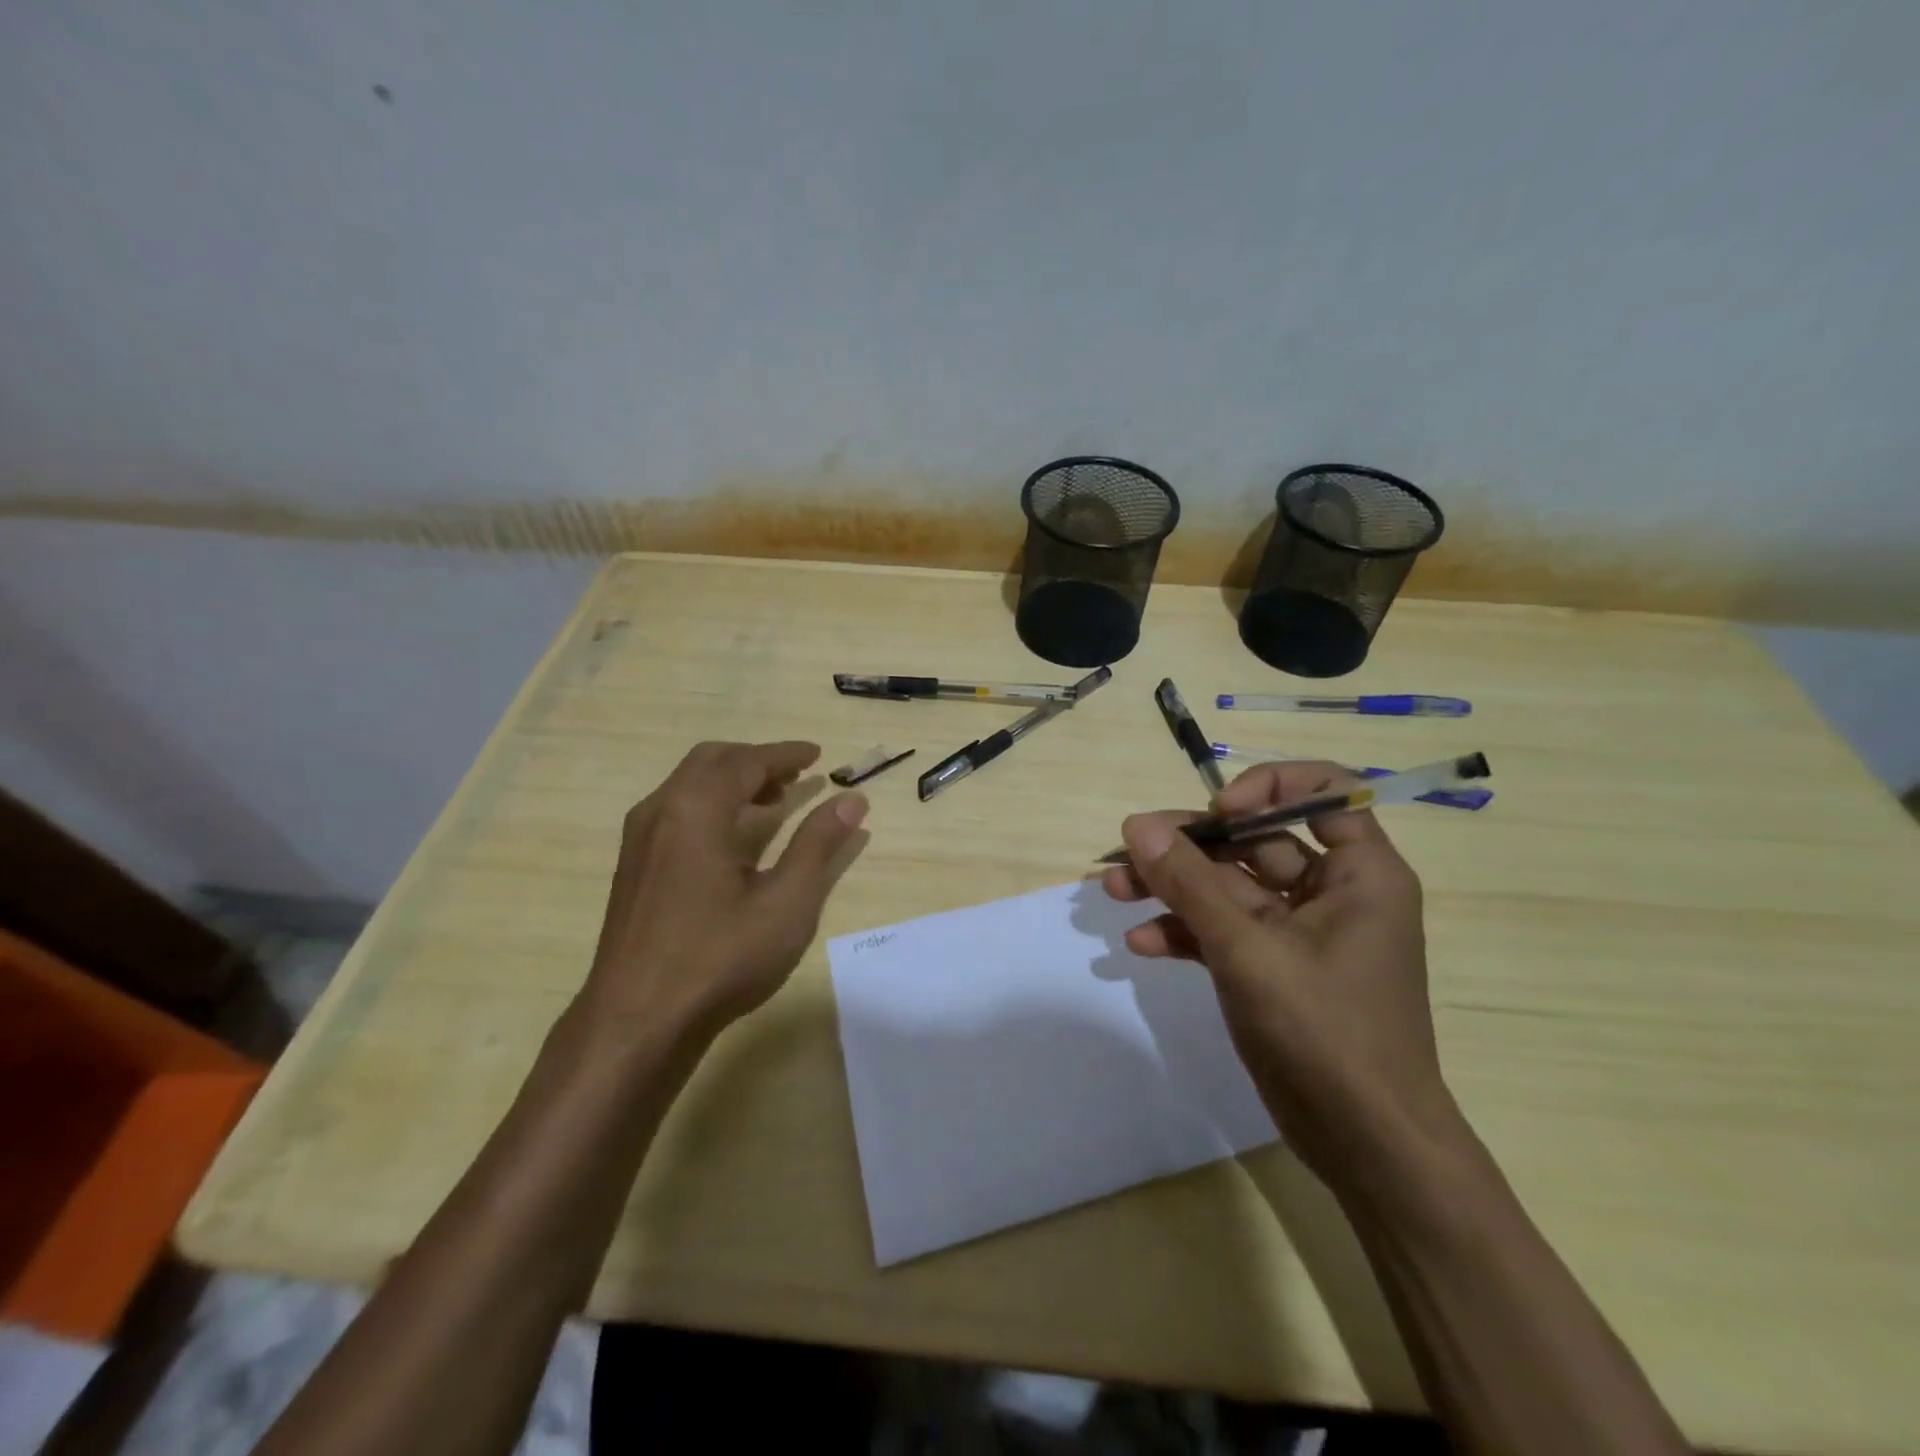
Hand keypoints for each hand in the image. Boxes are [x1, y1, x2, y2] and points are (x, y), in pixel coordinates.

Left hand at [583, 740, 869, 1040]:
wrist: (636, 1022)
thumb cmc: (720, 957)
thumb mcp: (787, 901)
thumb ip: (819, 844)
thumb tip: (852, 799)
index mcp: (696, 809)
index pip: (746, 761)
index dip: (785, 754)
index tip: (817, 754)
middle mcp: (661, 811)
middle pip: (711, 762)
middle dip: (757, 761)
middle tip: (797, 776)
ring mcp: (639, 840)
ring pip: (689, 785)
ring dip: (732, 782)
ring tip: (773, 803)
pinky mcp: (632, 867)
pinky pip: (675, 810)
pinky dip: (711, 804)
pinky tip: (734, 840)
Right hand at [1102, 760, 1454, 1186]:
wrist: (1365, 1145)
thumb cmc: (1327, 1031)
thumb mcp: (1249, 949)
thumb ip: (1191, 884)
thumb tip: (1137, 826)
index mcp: (1360, 872)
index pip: (1322, 791)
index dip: (1267, 787)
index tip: (1218, 812)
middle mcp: (1332, 891)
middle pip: (1255, 840)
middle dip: (1190, 846)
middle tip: (1130, 851)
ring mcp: (1298, 932)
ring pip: (1229, 887)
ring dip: (1174, 888)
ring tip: (1114, 892)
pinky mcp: (1272, 968)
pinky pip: (1223, 931)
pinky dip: (1184, 932)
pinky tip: (1141, 944)